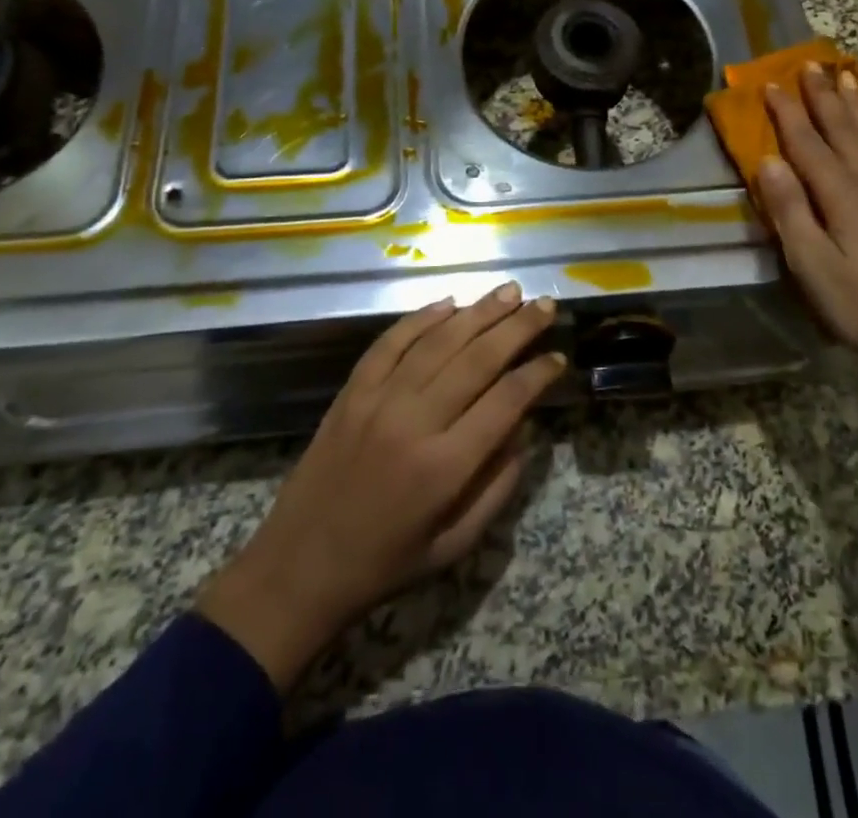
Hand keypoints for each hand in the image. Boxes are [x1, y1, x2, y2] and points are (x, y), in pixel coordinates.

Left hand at [197, 284, 563, 690]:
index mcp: (444, 467)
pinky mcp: (352, 391)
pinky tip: (448, 303)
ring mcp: (378, 400)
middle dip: (517, 328)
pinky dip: (420, 319)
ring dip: (477, 312)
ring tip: (507, 291)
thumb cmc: (386, 563)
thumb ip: (497, 486)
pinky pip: (390, 343)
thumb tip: (524, 428)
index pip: (505, 401)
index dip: (537, 374)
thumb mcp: (455, 545)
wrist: (299, 567)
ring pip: (438, 342)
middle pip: (477, 359)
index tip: (558, 356)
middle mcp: (414, 422)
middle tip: (544, 303)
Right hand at [757, 65, 857, 474]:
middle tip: (809, 63)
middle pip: (843, 127)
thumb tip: (768, 161)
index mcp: (843, 194)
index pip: (807, 142)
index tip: (770, 83)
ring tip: (845, 75)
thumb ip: (790, 211)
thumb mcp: (812, 266)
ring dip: (855, 103)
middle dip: (823, 94)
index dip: (787, 112)